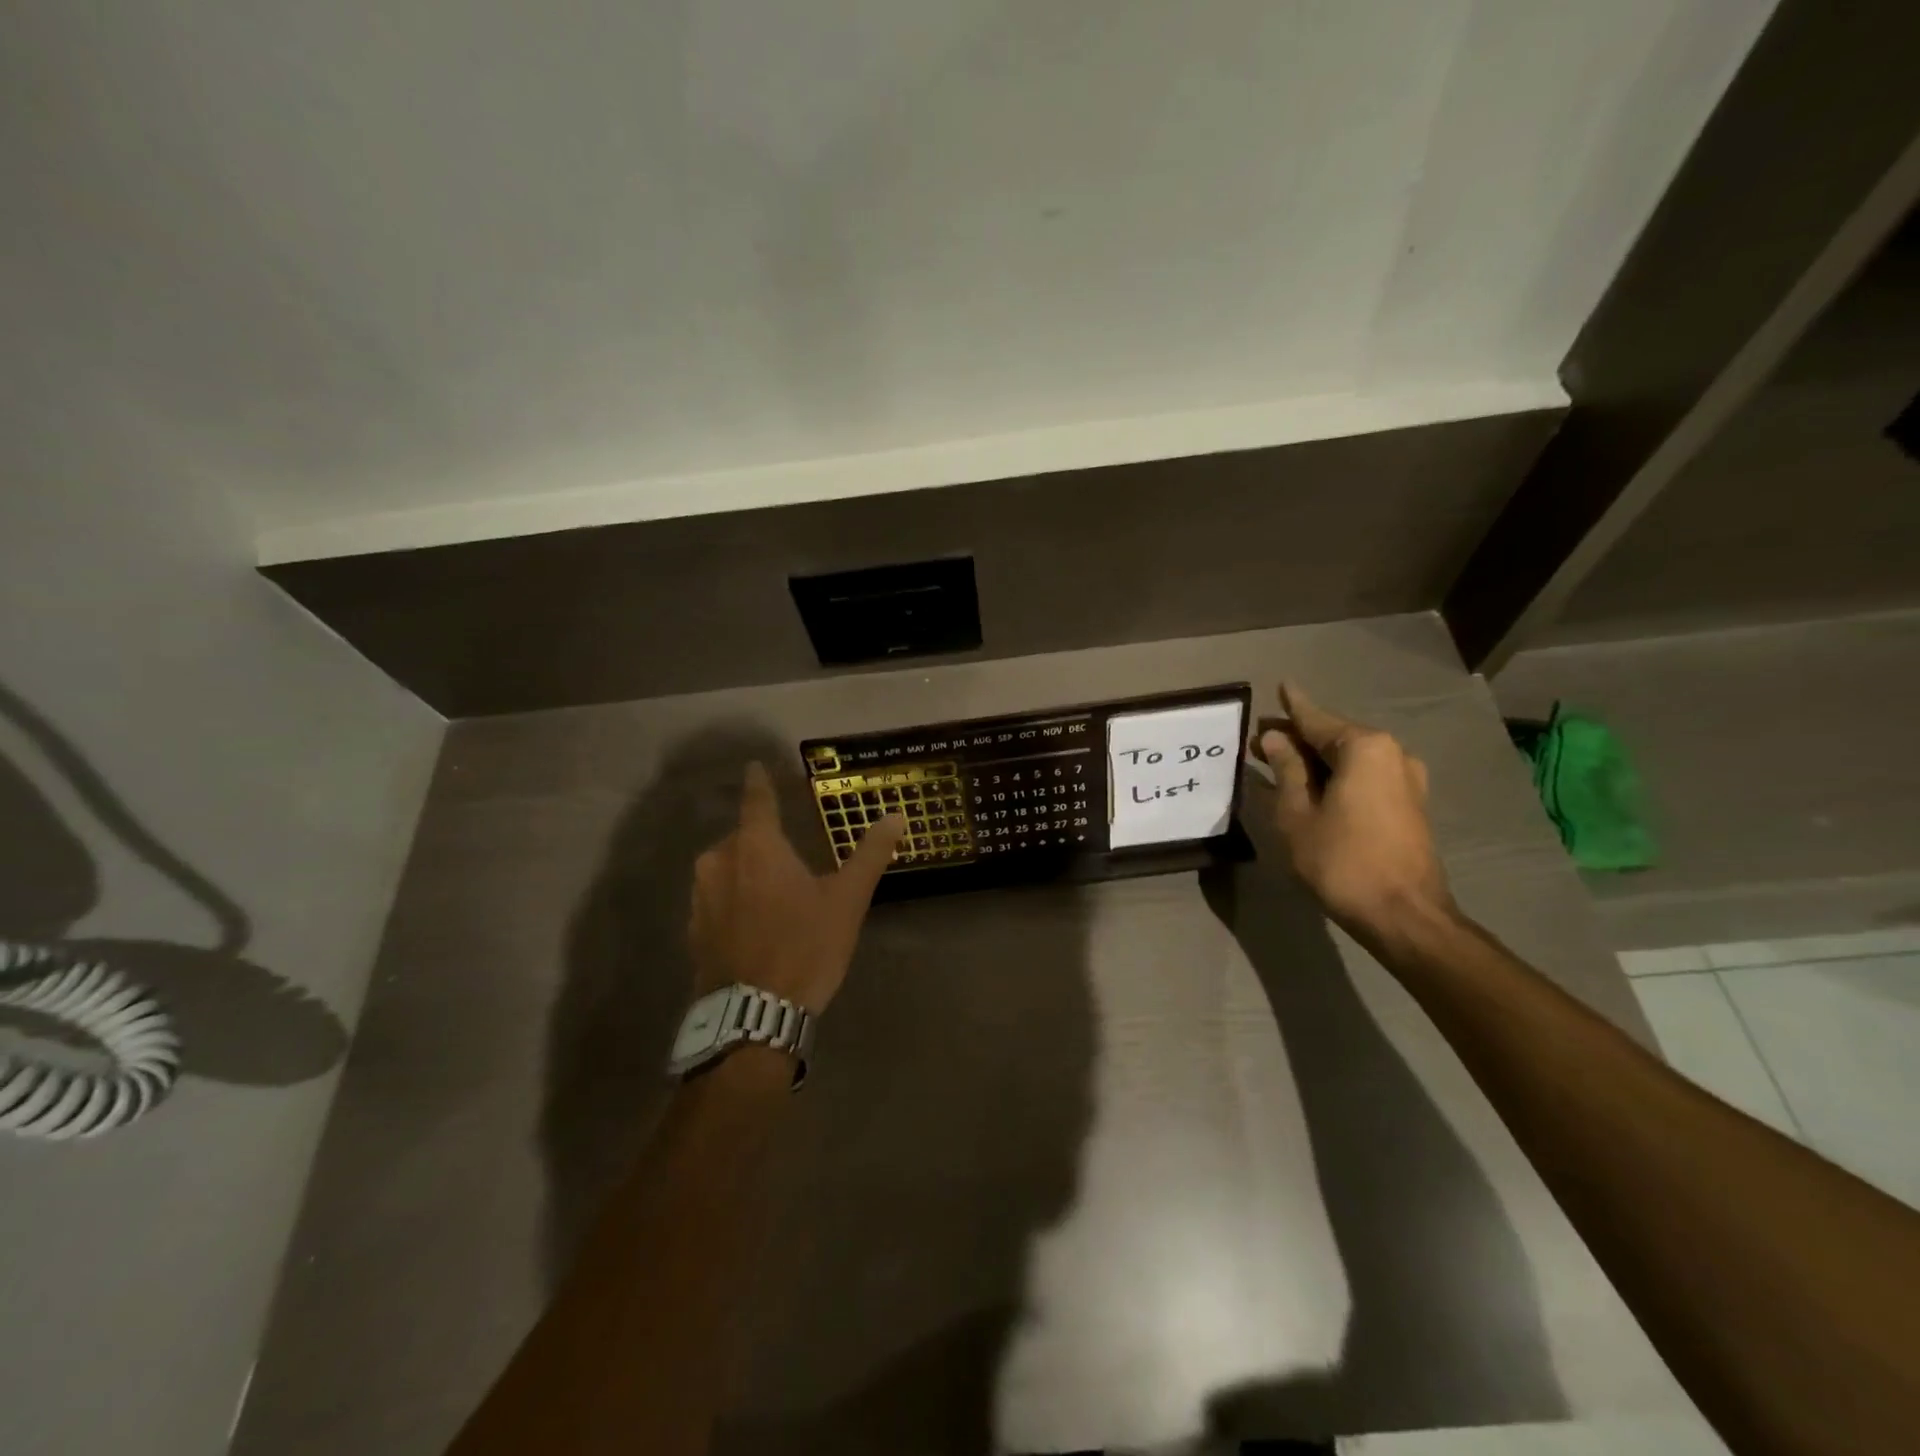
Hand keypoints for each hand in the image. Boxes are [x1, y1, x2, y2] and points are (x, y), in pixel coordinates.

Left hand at [688, 762, 905, 1013]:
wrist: (754, 1015)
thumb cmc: (805, 947)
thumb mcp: (847, 900)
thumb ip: (870, 854)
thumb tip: (896, 817)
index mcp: (757, 847)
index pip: (757, 801)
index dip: (758, 782)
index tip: (754, 766)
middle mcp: (719, 862)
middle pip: (741, 838)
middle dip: (761, 840)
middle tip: (787, 856)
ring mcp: (700, 897)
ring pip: (725, 868)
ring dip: (745, 872)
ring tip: (773, 893)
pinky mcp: (692, 929)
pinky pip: (715, 899)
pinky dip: (732, 900)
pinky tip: (752, 923)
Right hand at [1253, 683, 1454, 939]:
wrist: (1404, 915)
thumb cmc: (1341, 860)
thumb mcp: (1297, 813)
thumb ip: (1286, 770)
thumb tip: (1275, 738)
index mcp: (1364, 748)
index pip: (1316, 719)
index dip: (1292, 706)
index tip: (1280, 685)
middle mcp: (1391, 753)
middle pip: (1334, 737)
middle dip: (1297, 736)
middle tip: (1261, 738)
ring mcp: (1406, 779)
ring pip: (1350, 758)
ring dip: (1315, 759)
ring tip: (1281, 762)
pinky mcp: (1410, 804)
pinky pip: (1365, 776)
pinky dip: (1336, 775)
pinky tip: (1314, 784)